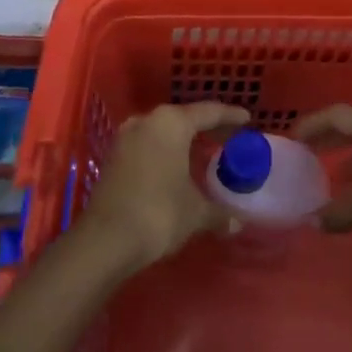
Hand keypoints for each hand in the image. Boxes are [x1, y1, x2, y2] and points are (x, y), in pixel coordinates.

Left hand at [78, 101, 249, 272]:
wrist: (105, 239)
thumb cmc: (158, 213)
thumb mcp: (195, 212)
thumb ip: (218, 212)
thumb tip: (237, 222)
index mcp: (172, 122)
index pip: (208, 112)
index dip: (230, 116)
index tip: (246, 118)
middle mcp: (148, 120)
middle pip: (184, 118)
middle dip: (206, 127)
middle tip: (228, 136)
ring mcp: (127, 137)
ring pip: (163, 131)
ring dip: (183, 140)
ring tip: (203, 151)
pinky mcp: (114, 157)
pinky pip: (148, 145)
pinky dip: (165, 151)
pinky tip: (175, 166)